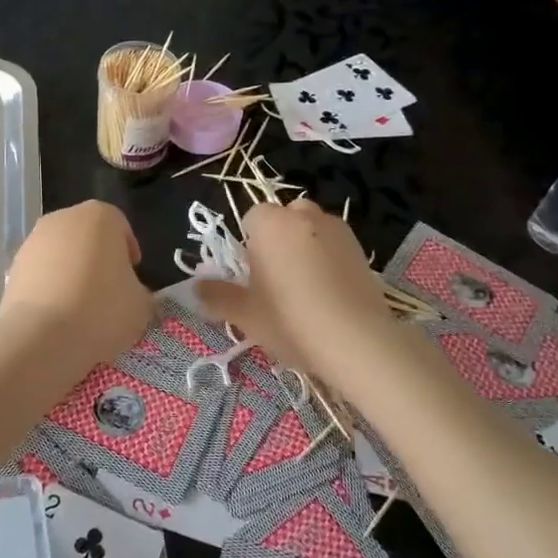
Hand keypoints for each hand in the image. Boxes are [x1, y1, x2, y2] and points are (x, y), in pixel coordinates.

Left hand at [0, 201, 151, 371]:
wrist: (42, 337)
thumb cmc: (102, 309)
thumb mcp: (140, 304)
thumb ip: (137, 290)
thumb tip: (129, 293)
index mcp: (100, 216)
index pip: (120, 226)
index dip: (128, 251)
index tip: (132, 276)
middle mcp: (63, 219)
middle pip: (87, 235)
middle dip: (97, 258)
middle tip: (108, 290)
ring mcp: (33, 241)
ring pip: (60, 253)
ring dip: (71, 272)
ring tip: (81, 307)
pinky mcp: (13, 267)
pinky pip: (40, 274)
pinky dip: (49, 287)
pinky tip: (57, 316)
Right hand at [196, 200, 394, 376]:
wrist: (358, 342)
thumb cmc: (291, 320)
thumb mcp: (246, 314)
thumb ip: (217, 297)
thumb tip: (195, 289)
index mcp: (271, 223)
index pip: (252, 217)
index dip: (249, 244)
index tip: (253, 275)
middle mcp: (305, 215)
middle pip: (284, 218)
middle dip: (278, 240)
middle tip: (277, 281)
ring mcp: (338, 230)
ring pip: (311, 230)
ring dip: (305, 247)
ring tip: (306, 290)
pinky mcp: (362, 249)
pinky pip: (334, 246)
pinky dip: (329, 260)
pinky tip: (330, 295)